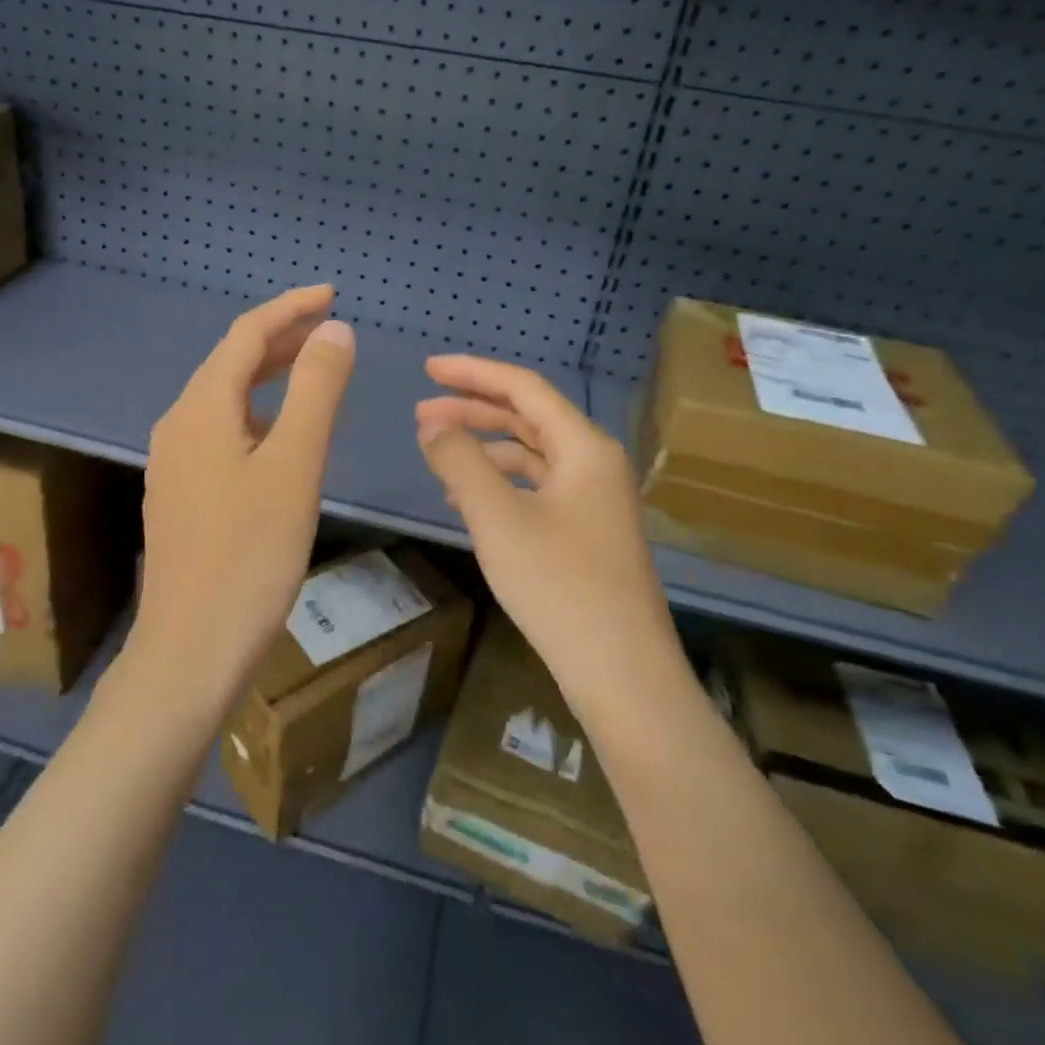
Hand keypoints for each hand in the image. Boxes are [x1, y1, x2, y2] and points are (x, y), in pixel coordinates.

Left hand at [133, 285, 355, 706]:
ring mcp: (175, 461)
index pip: (247, 334)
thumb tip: (334, 328)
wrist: (191, 651)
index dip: (289, 307)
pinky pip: (223, 430)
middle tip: (331, 327)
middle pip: (232, 362)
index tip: (332, 293)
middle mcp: (178, 424)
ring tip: (315, 368)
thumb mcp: (295, 465)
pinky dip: (259, 412)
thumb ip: (317, 390)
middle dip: (282, 338)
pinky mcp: (182, 493)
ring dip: (270, 375)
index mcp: (201, 408)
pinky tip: (282, 432)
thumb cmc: (249, 555)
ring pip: (227, 398)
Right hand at [415, 356, 679, 717]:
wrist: (623, 676)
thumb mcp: (498, 518)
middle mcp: (595, 463)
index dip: (474, 372)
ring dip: (484, 447)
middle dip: (473, 409)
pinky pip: (537, 488)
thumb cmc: (560, 587)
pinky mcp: (587, 532)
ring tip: (437, 453)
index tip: (428, 368)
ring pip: (531, 454)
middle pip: (528, 417)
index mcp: (584, 447)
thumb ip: (460, 462)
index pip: (524, 388)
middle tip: (421, 413)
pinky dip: (500, 482)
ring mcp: (594, 500)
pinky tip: (467, 497)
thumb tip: (433, 426)